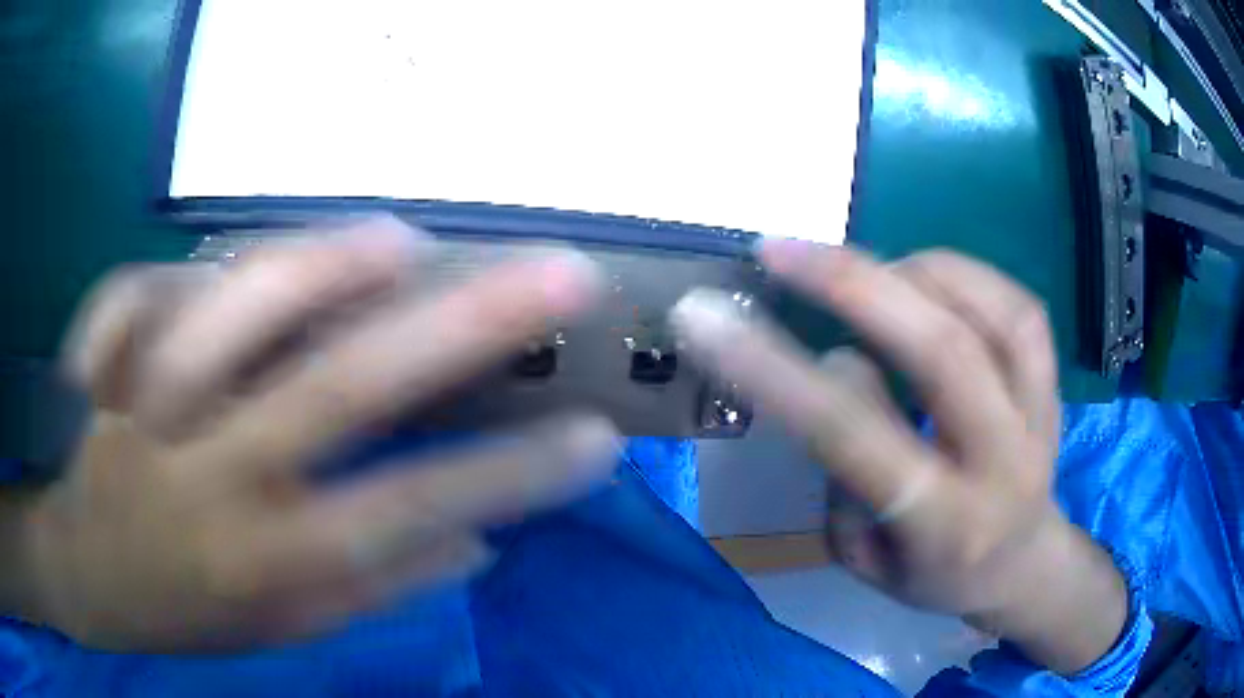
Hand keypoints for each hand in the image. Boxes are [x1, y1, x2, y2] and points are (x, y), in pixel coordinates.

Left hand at [5, 217, 617, 651]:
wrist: (86, 575)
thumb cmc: (186, 612)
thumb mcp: (284, 632)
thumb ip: (373, 586)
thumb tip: (474, 540)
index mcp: (267, 560)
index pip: (409, 513)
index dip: (511, 476)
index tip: (595, 437)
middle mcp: (210, 477)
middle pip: (338, 388)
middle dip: (459, 326)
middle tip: (553, 275)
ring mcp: (143, 407)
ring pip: (232, 315)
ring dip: (319, 266)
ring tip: (401, 238)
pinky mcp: (97, 363)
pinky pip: (136, 294)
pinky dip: (176, 273)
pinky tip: (214, 271)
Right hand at [671, 243, 1127, 674]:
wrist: (1019, 567)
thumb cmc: (929, 574)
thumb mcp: (862, 557)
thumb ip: (845, 472)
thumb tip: (841, 360)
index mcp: (940, 526)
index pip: (853, 436)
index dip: (777, 370)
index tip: (707, 317)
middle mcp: (1000, 464)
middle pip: (942, 354)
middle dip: (853, 286)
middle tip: (780, 248)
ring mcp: (1039, 418)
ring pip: (991, 316)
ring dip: (913, 273)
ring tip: (859, 269)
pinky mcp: (1055, 388)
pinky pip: (1019, 309)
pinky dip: (964, 275)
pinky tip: (922, 276)